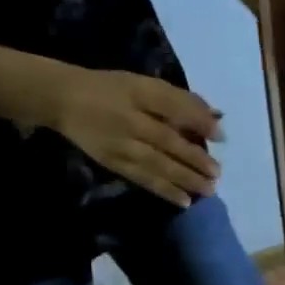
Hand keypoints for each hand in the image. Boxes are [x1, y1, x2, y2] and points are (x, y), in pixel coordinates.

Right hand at [56, 69, 222, 206]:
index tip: (221, 136)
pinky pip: (141, 178)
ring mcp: (120, 144)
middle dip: (195, 158)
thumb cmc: (110, 88)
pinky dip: (163, 190)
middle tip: (217, 173)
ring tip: (208, 190)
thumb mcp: (143, 84)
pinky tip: (183, 200)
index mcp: (140, 92)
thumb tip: (215, 117)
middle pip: (168, 140)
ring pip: (157, 164)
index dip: (198, 121)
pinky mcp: (112, 162)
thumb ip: (178, 99)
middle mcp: (131, 119)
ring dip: (184, 179)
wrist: (62, 99)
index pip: (174, 106)